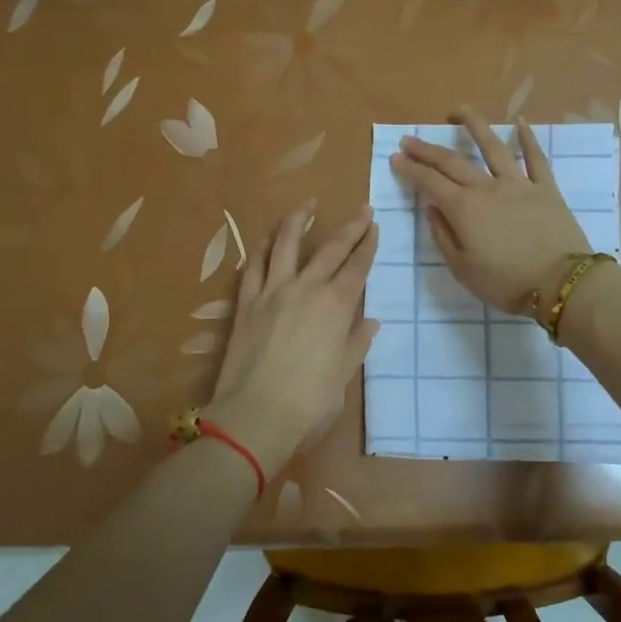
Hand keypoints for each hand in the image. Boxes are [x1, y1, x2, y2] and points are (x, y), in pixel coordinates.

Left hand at [206, 202, 380, 474]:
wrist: (254, 416)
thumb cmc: (309, 402)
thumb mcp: (343, 375)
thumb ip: (356, 343)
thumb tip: (370, 321)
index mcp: (336, 307)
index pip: (357, 267)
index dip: (368, 245)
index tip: (374, 226)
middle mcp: (306, 289)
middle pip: (331, 249)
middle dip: (349, 227)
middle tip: (361, 210)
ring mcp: (272, 292)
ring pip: (286, 244)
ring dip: (298, 220)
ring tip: (307, 205)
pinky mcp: (246, 303)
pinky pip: (253, 266)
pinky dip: (262, 248)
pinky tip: (267, 239)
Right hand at [389, 107, 591, 314]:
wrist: (561, 283)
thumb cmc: (506, 283)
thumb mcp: (462, 269)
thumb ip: (443, 236)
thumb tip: (433, 208)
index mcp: (464, 209)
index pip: (430, 183)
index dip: (410, 169)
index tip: (396, 157)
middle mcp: (487, 188)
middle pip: (453, 162)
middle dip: (428, 150)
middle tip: (410, 139)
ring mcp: (519, 184)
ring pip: (493, 147)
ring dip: (474, 125)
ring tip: (459, 110)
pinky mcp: (546, 188)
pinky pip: (536, 158)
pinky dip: (528, 138)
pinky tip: (520, 121)